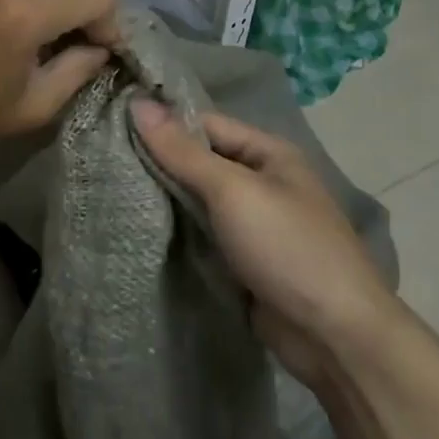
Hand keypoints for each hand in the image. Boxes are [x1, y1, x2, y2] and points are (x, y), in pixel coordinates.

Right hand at [131, 101, 395, 385]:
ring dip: (165, 199)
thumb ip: (183, 151)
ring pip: (198, 201)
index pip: (205, 124)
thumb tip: (138, 103)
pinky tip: (139, 228)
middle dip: (159, 163)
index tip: (113, 124)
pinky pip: (204, 236)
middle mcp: (262, 182)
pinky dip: (178, 233)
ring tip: (110, 189)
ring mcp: (254, 224)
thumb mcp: (232, 191)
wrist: (334, 335)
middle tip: (103, 159)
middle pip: (200, 162)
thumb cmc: (287, 247)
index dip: (163, 123)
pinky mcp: (243, 261)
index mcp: (269, 153)